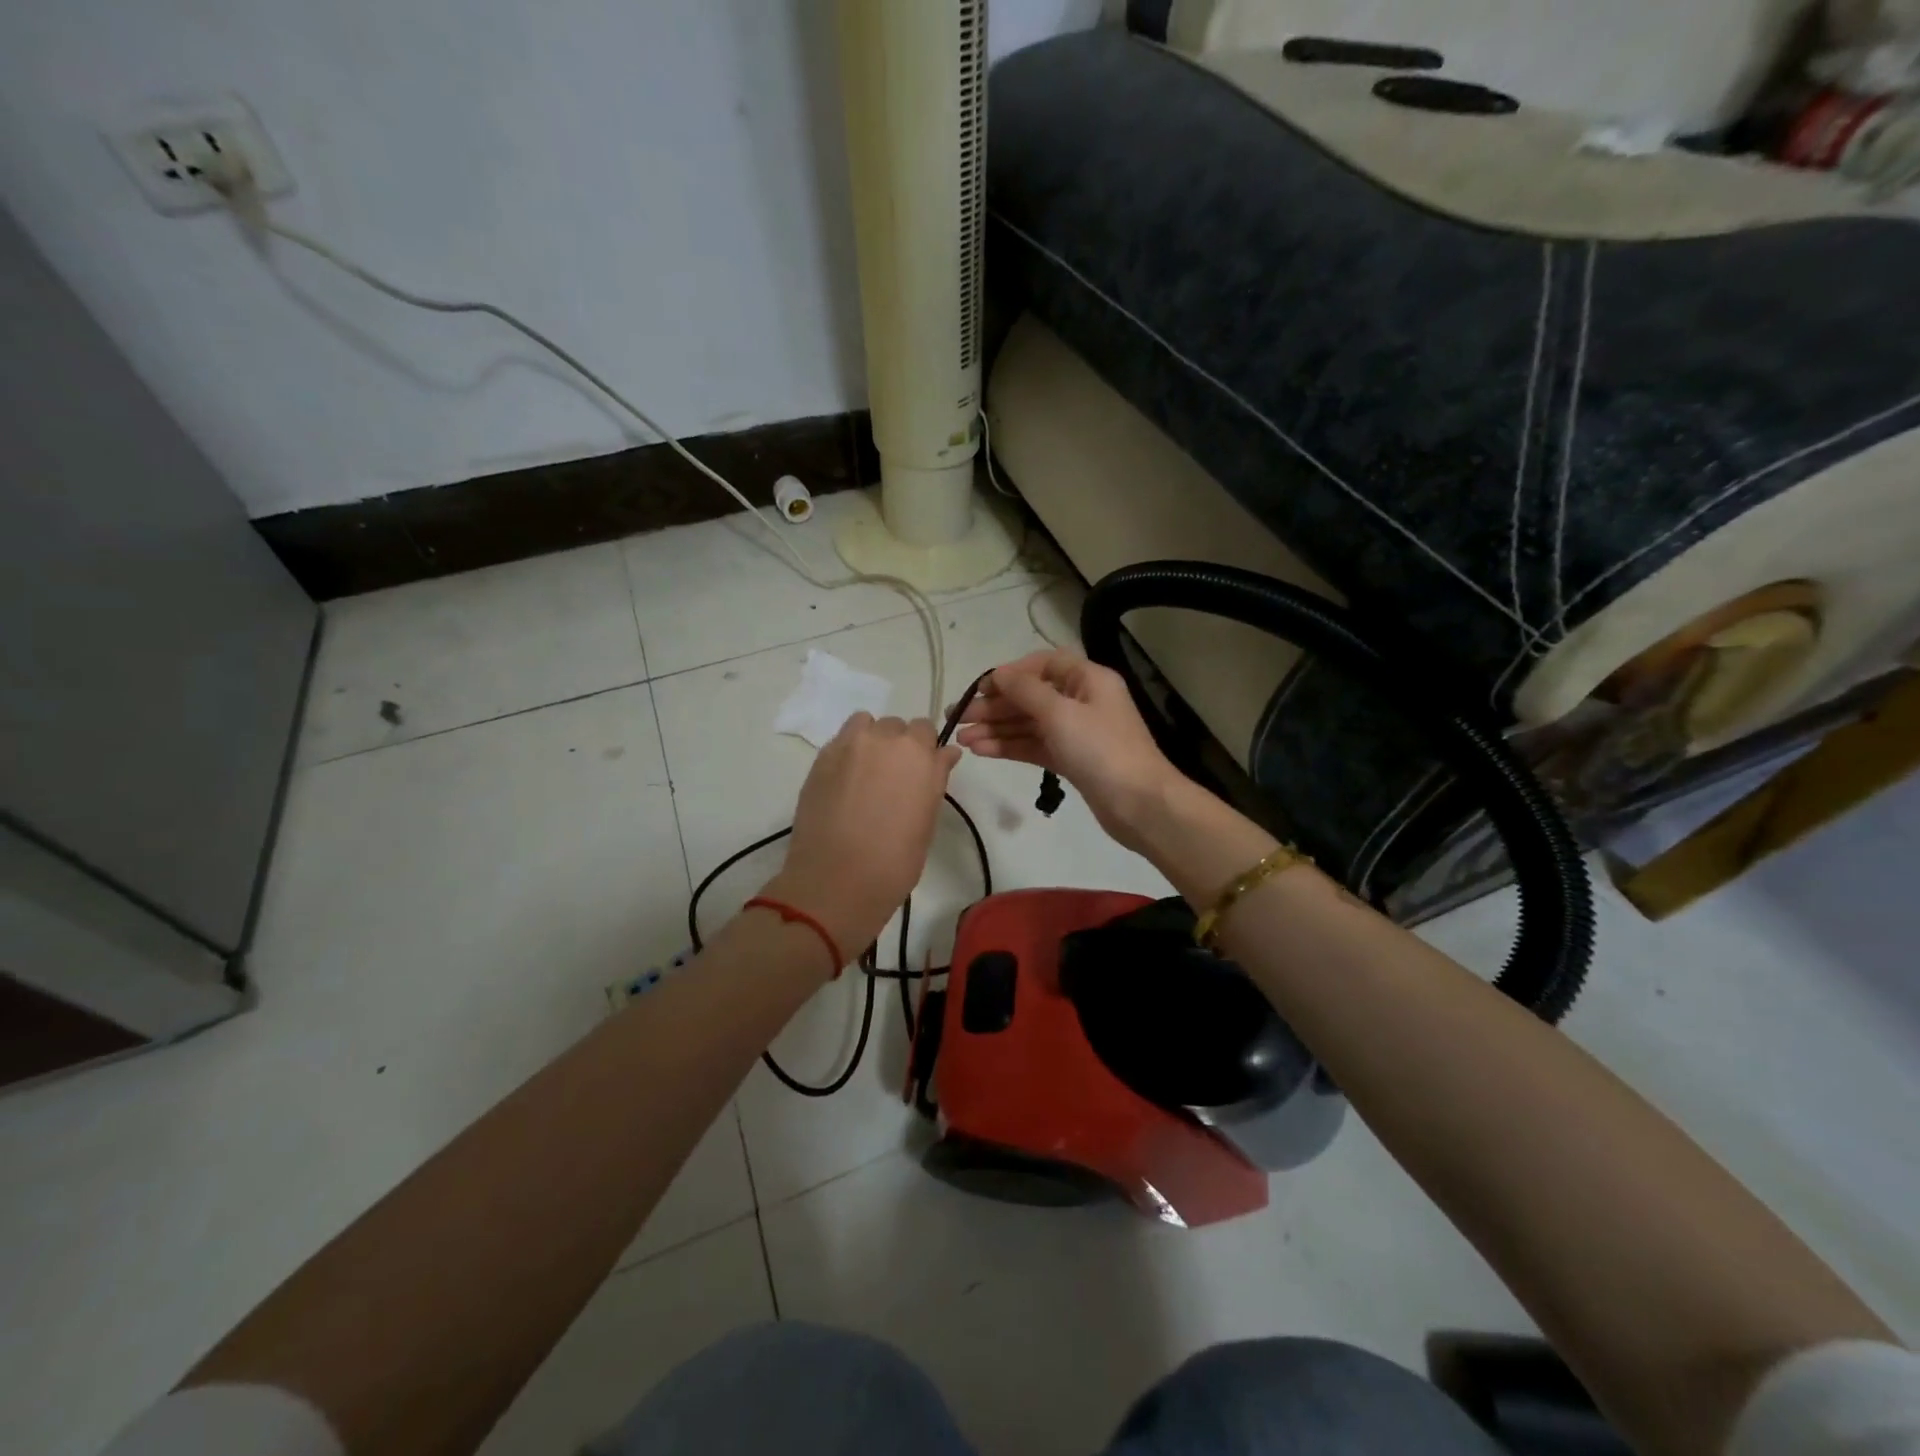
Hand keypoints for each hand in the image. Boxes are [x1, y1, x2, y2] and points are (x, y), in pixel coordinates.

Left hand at [764, 713, 961, 961]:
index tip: (921, 773)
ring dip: (871, 741)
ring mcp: (848, 745)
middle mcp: (884, 739)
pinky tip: (845, 783)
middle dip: (898, 746)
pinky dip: (848, 753)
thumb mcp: (927, 820)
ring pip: (865, 725)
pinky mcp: (821, 758)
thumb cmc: (895, 860)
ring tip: (866, 775)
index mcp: (918, 754)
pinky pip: (841, 740)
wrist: (836, 880)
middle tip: (893, 780)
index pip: (926, 730)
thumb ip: (935, 778)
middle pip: (896, 727)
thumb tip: (945, 754)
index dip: (925, 751)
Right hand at [955, 649, 1182, 851]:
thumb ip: (1025, 691)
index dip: (1010, 674)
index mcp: (1088, 679)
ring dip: (996, 729)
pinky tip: (982, 751)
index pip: (1043, 665)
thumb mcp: (1060, 713)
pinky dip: (1009, 747)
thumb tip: (999, 674)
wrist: (1139, 804)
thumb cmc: (1101, 750)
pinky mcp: (1071, 759)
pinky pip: (1034, 746)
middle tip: (958, 719)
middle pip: (1031, 696)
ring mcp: (1076, 732)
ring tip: (962, 740)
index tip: (980, 689)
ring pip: (1029, 724)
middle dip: (995, 706)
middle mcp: (1082, 701)